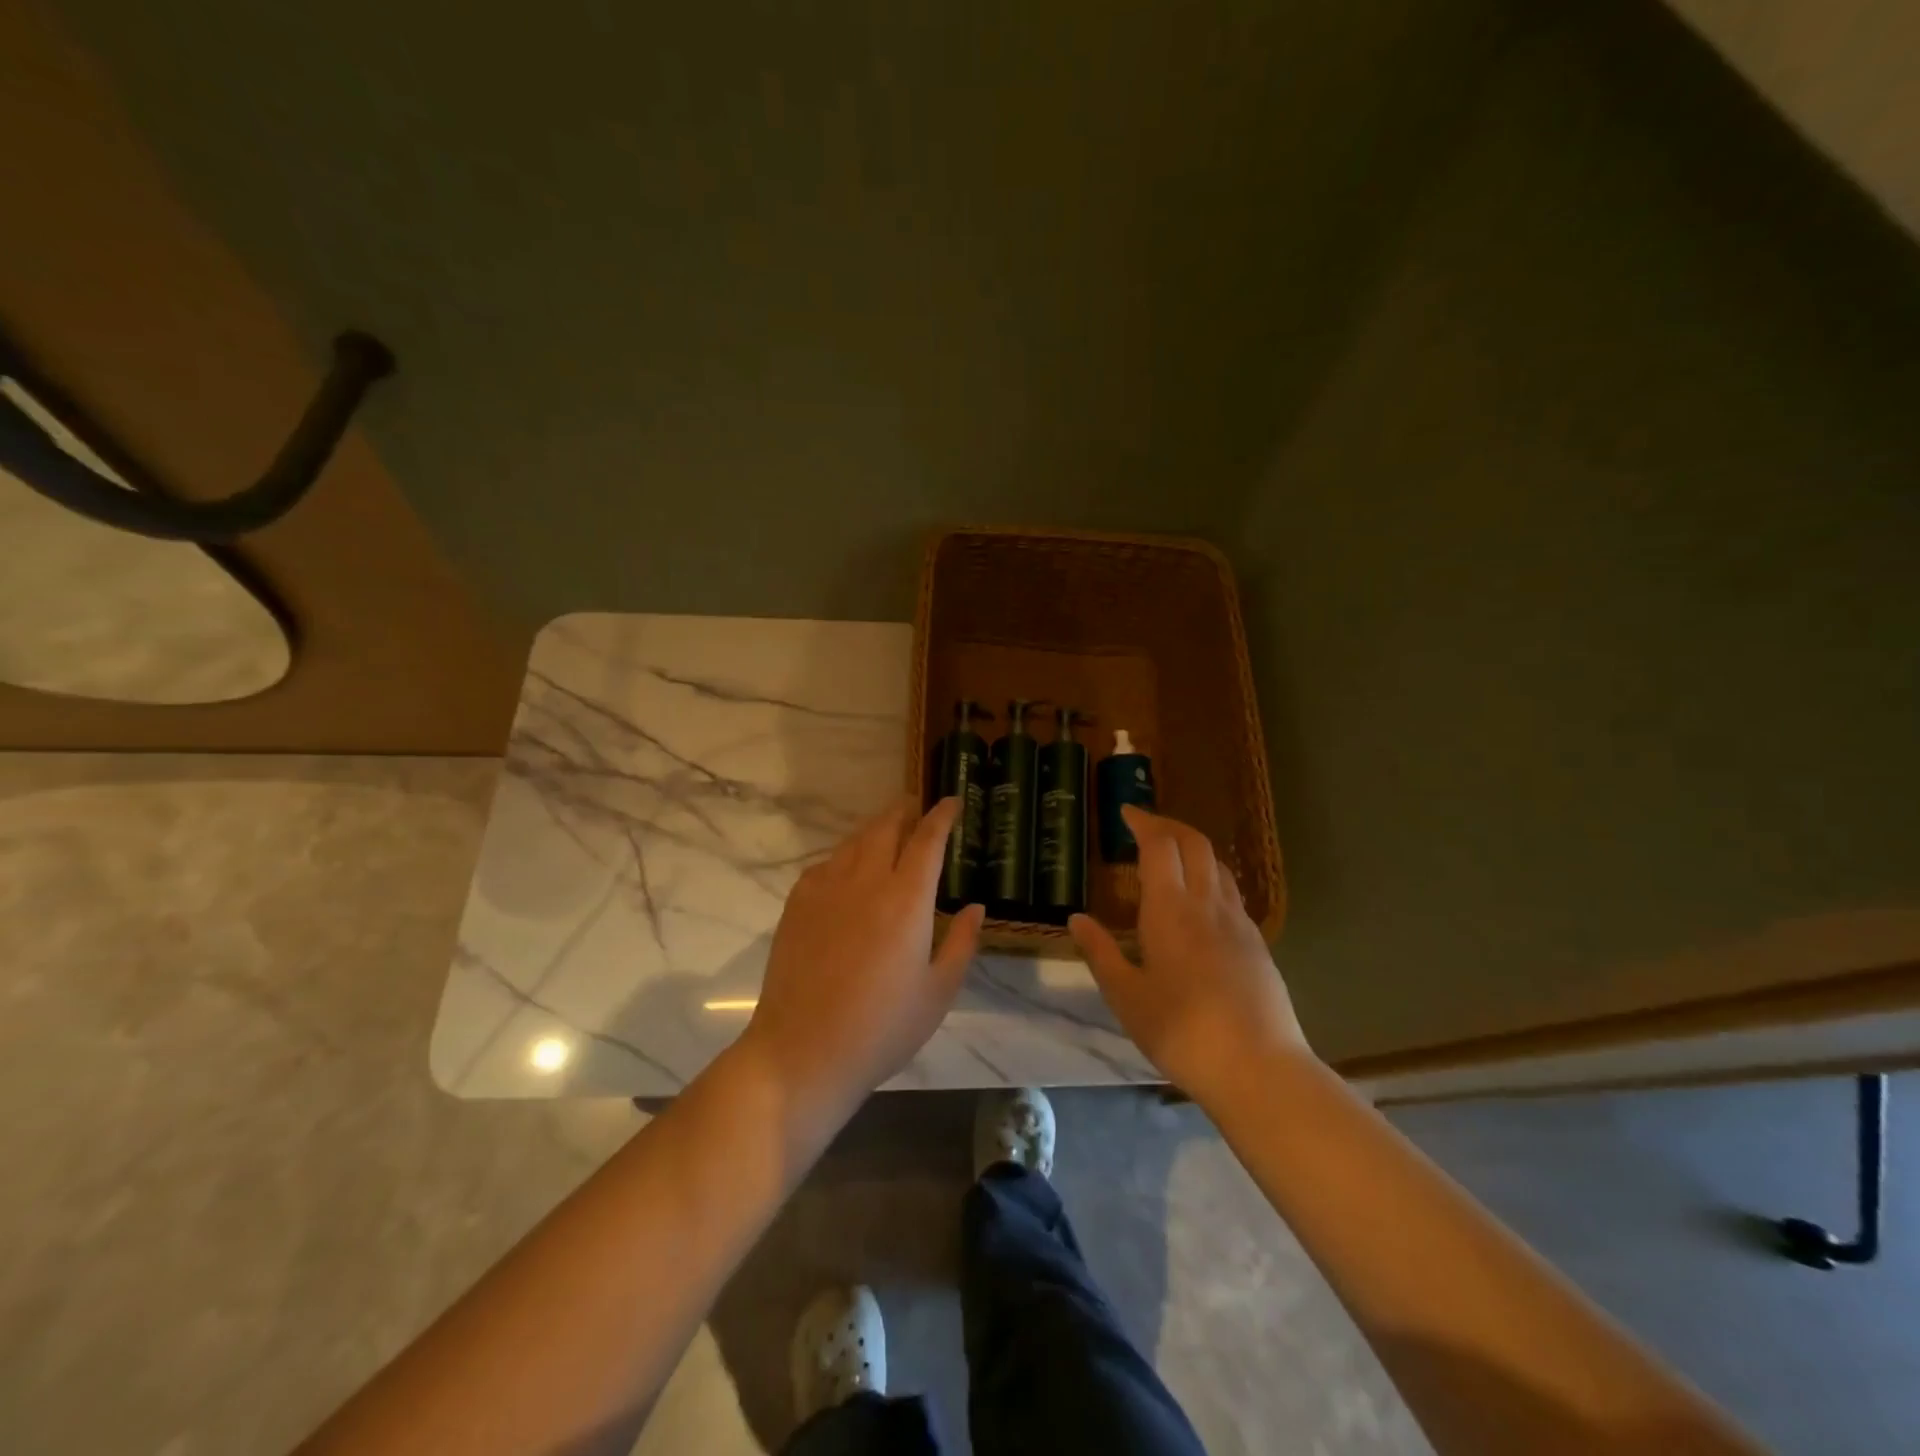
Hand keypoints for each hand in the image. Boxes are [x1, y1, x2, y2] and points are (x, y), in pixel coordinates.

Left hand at [743, 796, 984, 1109]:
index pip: (927, 840)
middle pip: (886, 828)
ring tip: (887, 832)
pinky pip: (826, 864)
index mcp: (907, 900)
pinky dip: (845, 856)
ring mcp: (826, 890)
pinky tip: (848, 870)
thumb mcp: (938, 992)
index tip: (952, 801)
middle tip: (917, 808)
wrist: (804, 1051)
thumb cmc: (882, 1028)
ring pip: (854, 842)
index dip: (942, 816)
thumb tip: (974, 907)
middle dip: (905, 811)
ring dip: (875, 829)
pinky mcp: (797, 905)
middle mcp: (866, 882)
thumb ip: (961, 943)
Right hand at [1070, 807, 1310, 1106]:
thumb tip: (1077, 918)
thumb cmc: (1181, 1032)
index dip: (1143, 822)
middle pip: (1194, 843)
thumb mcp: (1126, 996)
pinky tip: (1201, 903)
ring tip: (1171, 858)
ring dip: (1193, 849)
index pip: (1160, 845)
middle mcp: (1208, 904)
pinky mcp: (1258, 944)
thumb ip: (1101, 952)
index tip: (1126, 813)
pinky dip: (1211, 877)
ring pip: (1218, 865)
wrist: (1259, 1069)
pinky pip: (1232, 893)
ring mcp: (1239, 923)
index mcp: (1171, 910)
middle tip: (1145, 827)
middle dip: (1169, 826)